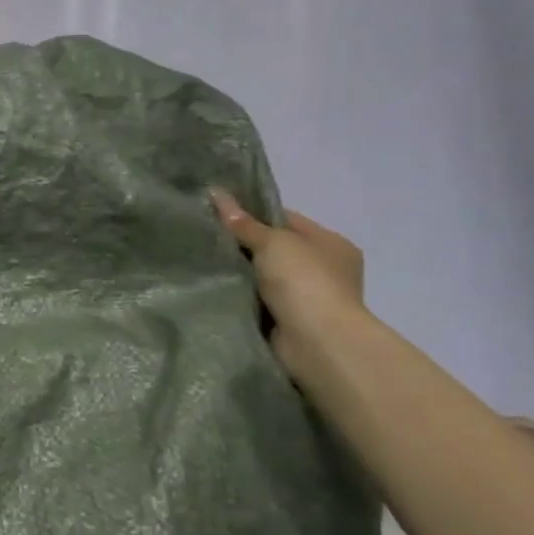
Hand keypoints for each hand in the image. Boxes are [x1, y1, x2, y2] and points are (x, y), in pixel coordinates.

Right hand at [210, 188, 367, 383]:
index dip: (253, 215)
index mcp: (331, 244)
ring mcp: (308, 298)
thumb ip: (243, 222)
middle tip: (205, 236)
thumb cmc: (304, 281)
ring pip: (263, 277)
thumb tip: (215, 192)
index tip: (218, 214)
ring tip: (203, 261)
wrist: (317, 342)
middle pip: (274, 249)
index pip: (286, 220)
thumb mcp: (272, 241)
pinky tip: (215, 288)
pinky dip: (241, 297)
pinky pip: (258, 301)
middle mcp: (324, 269)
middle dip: (242, 246)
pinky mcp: (290, 322)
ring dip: (240, 274)